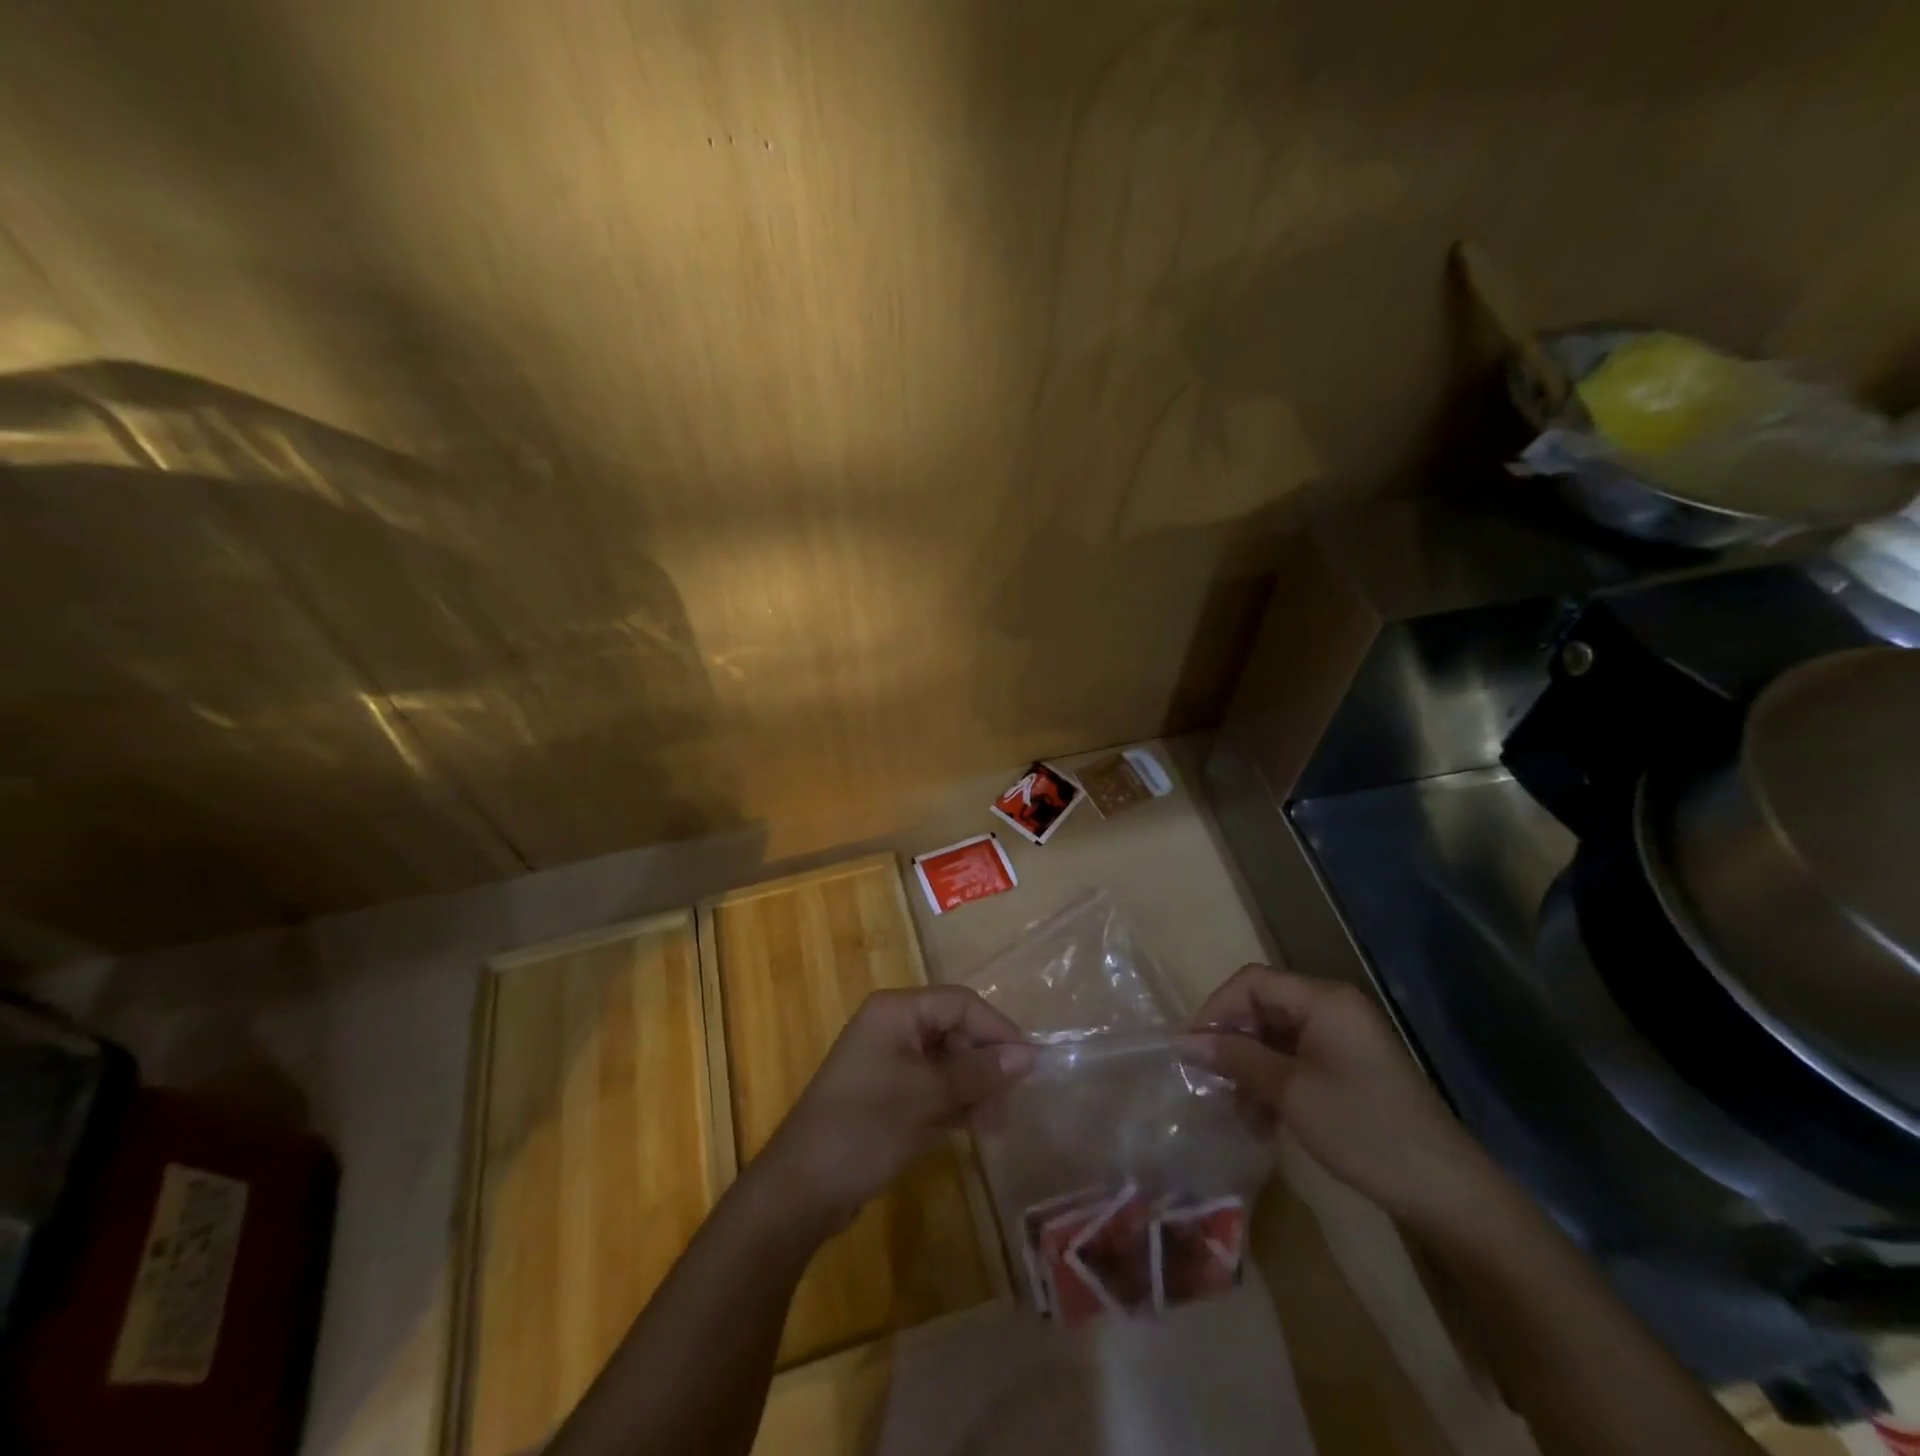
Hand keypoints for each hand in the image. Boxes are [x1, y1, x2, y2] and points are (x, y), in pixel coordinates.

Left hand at [755, 986, 1033, 1233]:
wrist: (801, 1190)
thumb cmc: (865, 1127)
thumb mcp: (927, 1097)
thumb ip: (979, 1073)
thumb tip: (1029, 1054)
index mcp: (896, 1011)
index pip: (960, 1003)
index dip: (997, 1030)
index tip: (1027, 1066)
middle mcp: (892, 1027)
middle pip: (955, 1031)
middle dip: (985, 1066)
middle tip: (1006, 1108)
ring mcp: (888, 1062)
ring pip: (947, 1063)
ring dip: (973, 1090)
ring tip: (992, 1129)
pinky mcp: (887, 1095)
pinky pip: (932, 1087)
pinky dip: (954, 1104)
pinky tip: (972, 1130)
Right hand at [1184, 964, 1496, 1230]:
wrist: (1449, 1194)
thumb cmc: (1364, 1130)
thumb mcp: (1291, 1093)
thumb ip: (1236, 1059)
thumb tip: (1185, 1042)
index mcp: (1324, 1000)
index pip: (1252, 982)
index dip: (1216, 1009)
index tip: (1193, 1050)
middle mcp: (1334, 1008)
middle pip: (1264, 1006)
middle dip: (1233, 1041)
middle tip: (1211, 1081)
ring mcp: (1345, 1039)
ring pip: (1278, 1036)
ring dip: (1251, 1066)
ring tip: (1236, 1109)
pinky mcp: (1352, 1068)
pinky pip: (1298, 1058)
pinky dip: (1275, 1080)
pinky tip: (1264, 1118)